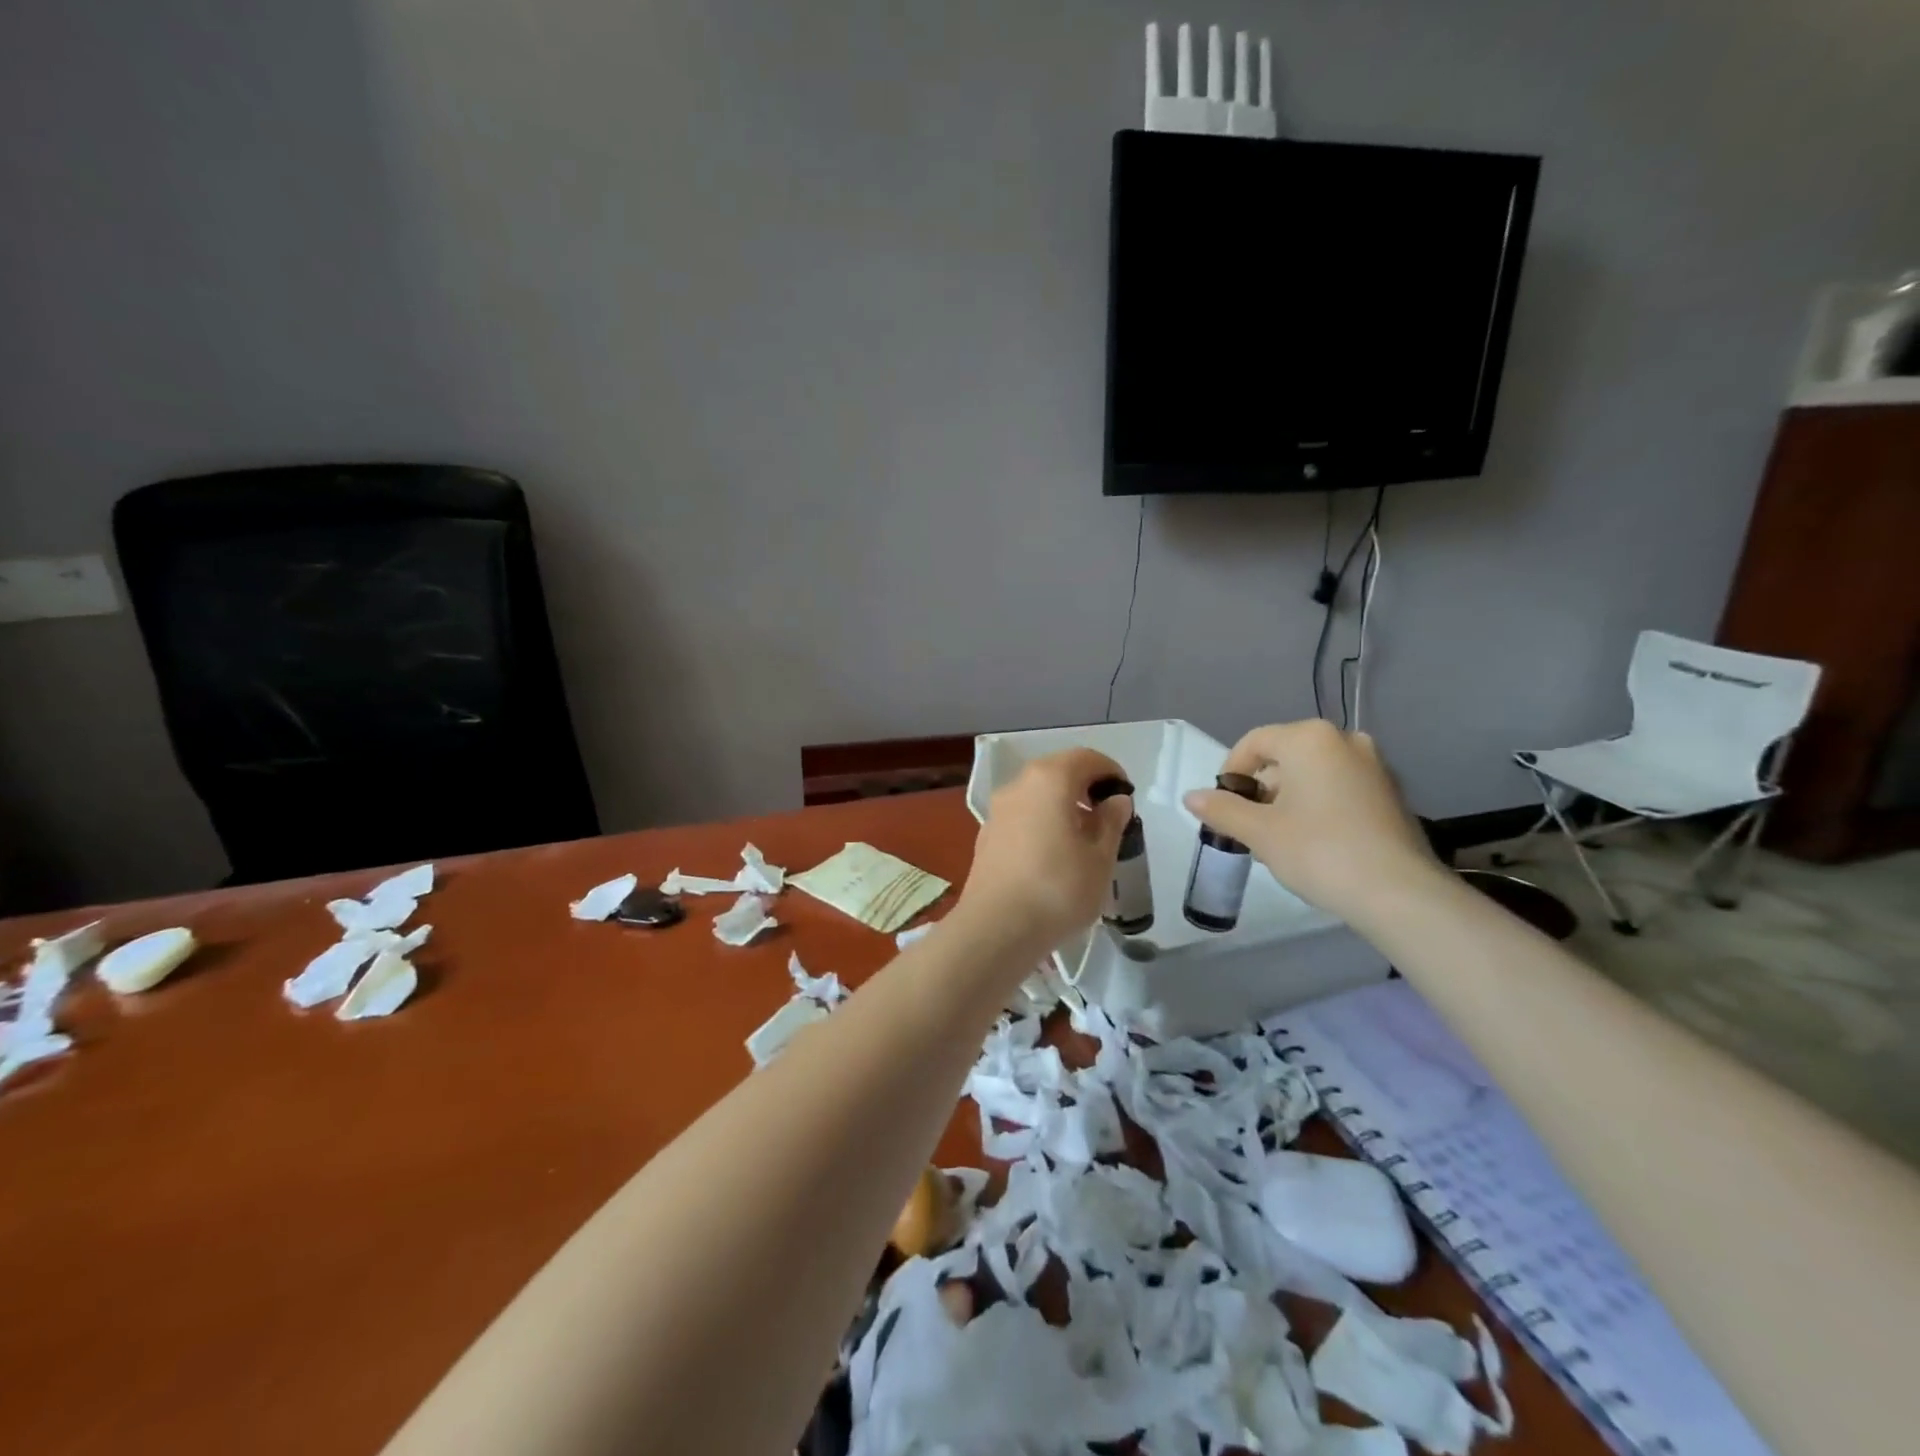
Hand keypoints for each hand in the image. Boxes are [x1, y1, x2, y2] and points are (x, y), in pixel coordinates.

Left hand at [954, 748, 1133, 959]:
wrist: (996, 928)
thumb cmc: (1058, 889)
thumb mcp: (1100, 857)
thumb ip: (1111, 822)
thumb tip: (1115, 800)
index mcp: (1049, 779)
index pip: (1086, 758)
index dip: (1111, 772)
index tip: (1126, 798)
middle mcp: (1018, 785)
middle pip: (1058, 772)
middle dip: (1086, 788)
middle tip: (1108, 818)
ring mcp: (998, 810)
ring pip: (1038, 795)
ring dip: (1063, 806)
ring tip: (1084, 840)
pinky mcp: (987, 835)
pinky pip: (1022, 816)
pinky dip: (1042, 822)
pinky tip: (1054, 856)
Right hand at [1183, 720, 1442, 927]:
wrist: (1399, 893)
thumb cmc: (1319, 851)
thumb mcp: (1259, 832)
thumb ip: (1221, 809)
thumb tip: (1190, 796)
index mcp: (1309, 739)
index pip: (1253, 742)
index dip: (1230, 773)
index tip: (1222, 807)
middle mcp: (1344, 740)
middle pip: (1284, 756)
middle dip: (1260, 789)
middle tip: (1249, 827)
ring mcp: (1373, 765)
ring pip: (1312, 773)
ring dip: (1287, 798)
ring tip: (1278, 839)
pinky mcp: (1391, 792)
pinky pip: (1339, 787)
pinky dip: (1318, 805)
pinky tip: (1313, 842)